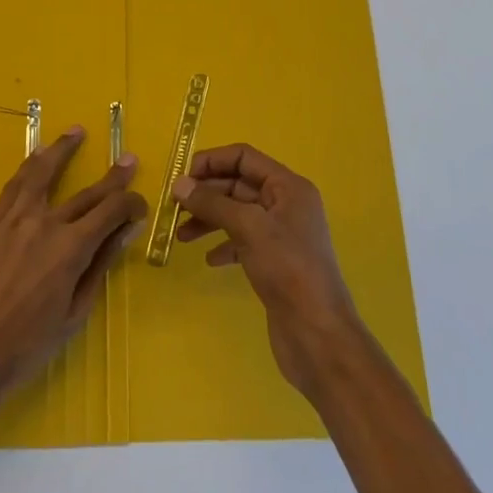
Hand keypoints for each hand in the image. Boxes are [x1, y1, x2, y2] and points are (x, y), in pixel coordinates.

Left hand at [0, 125, 145, 398]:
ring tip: (76, 132)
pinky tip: (36, 157)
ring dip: (62, 150)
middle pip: (87, 192)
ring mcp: (15, 219)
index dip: (131, 204)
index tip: (140, 206)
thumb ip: (99, 266)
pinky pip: (14, 185)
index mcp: (72, 248)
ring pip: (43, 172)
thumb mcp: (75, 312)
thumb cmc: (27, 344)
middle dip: (113, 177)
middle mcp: (46, 223)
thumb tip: (125, 231)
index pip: (111, 211)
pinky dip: (28, 167)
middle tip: (129, 160)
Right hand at [172, 145, 366, 401]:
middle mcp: (286, 204)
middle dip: (206, 193)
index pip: (244, 157)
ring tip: (181, 235)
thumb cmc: (288, 270)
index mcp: (288, 187)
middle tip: (174, 207)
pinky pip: (243, 241)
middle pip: (239, 184)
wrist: (319, 335)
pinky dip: (223, 245)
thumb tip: (179, 184)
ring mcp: (282, 235)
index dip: (212, 161)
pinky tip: (209, 260)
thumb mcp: (249, 228)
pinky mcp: (275, 262)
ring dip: (209, 219)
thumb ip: (213, 203)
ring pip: (237, 214)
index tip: (181, 177)